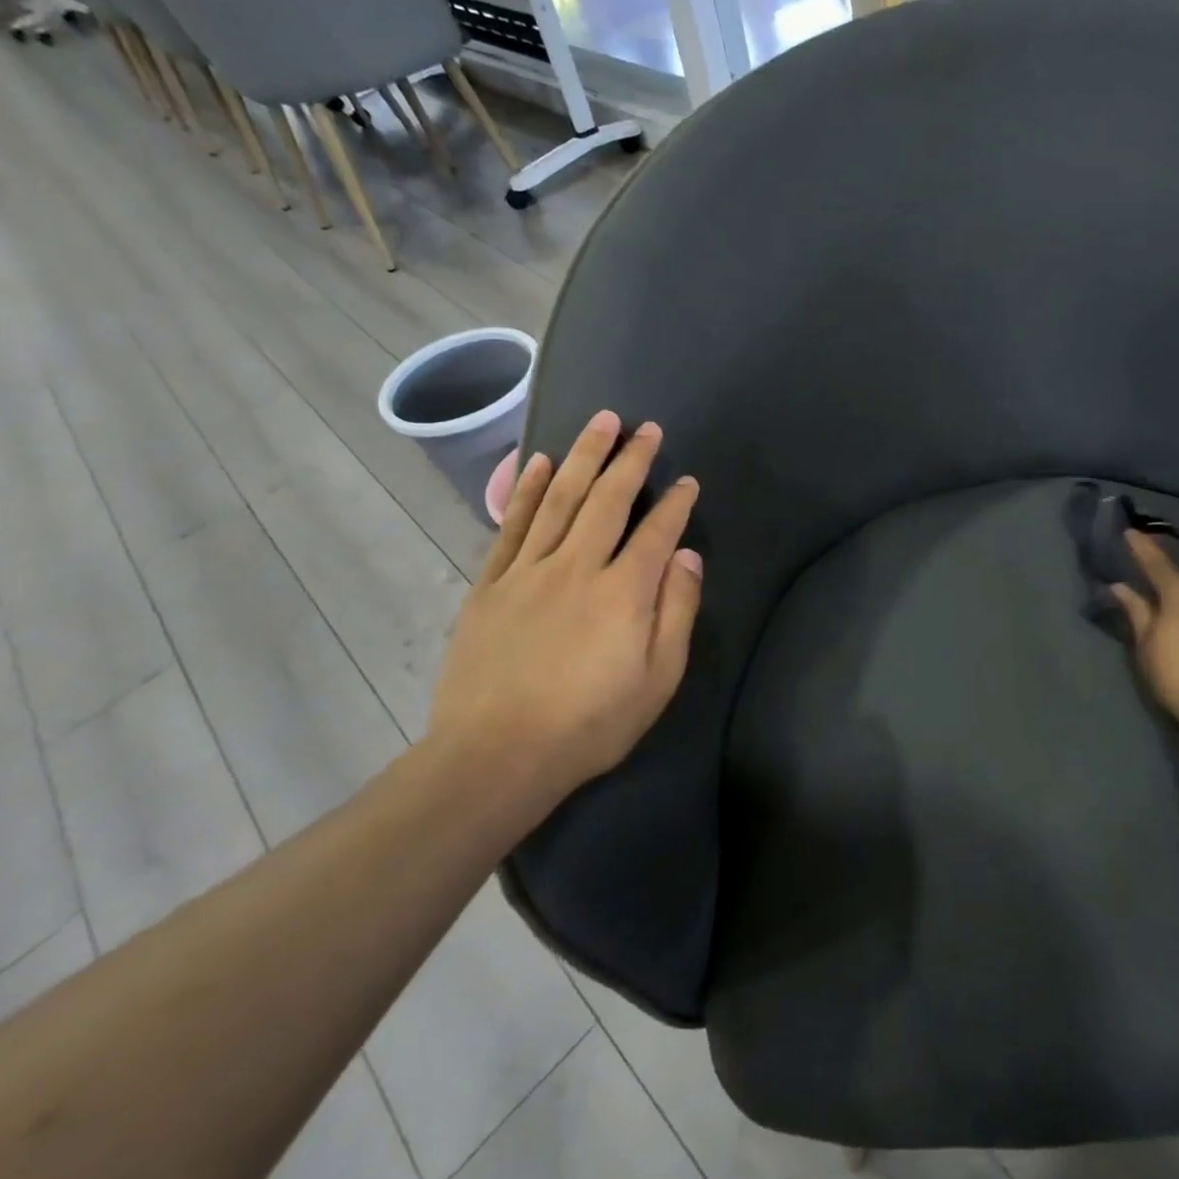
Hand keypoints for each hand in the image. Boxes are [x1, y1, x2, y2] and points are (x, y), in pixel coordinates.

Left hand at [426, 411, 702, 822]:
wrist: (496, 755)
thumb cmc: (589, 724)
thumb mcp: (658, 680)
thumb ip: (677, 612)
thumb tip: (687, 556)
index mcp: (624, 592)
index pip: (657, 531)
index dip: (676, 503)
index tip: (688, 481)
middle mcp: (577, 567)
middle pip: (608, 499)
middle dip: (631, 459)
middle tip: (646, 428)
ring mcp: (528, 571)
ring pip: (560, 499)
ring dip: (583, 456)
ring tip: (600, 422)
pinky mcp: (491, 584)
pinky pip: (513, 525)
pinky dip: (529, 489)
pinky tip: (542, 463)